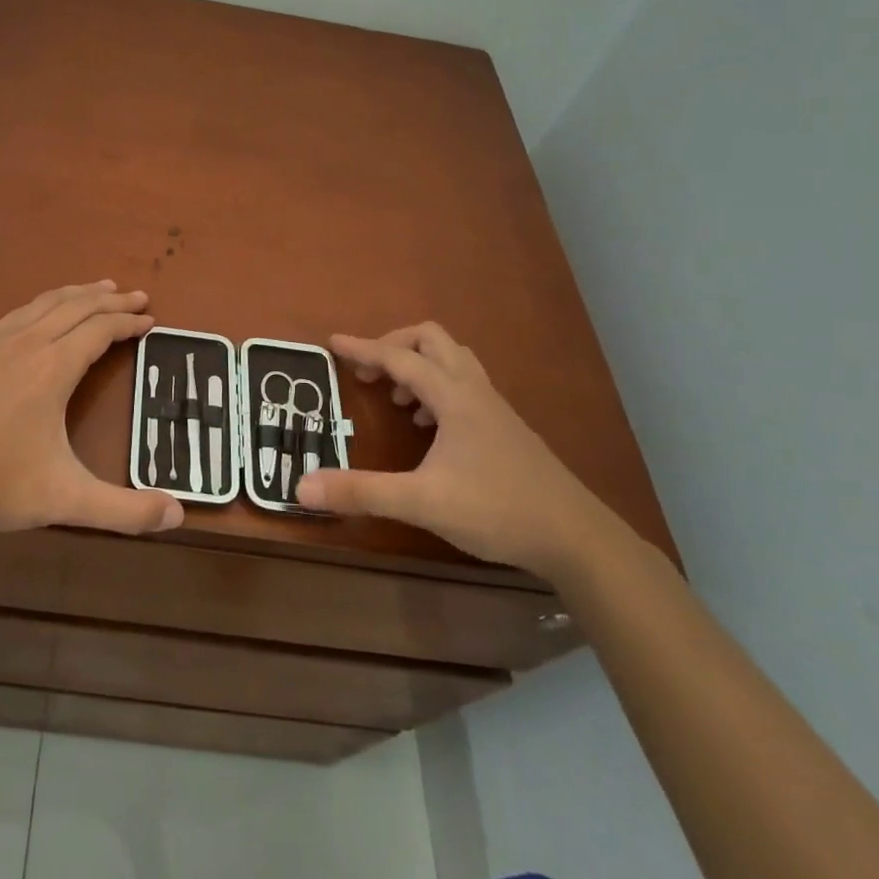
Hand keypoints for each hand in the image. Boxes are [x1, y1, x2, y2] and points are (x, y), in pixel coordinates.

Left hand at [0, 281, 184, 537]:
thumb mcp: (66, 499)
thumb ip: (124, 510)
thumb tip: (178, 515)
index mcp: (53, 368)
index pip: (100, 330)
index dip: (128, 322)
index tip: (150, 319)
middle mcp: (26, 344)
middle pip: (76, 307)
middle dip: (110, 299)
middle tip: (136, 295)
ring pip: (43, 304)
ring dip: (76, 294)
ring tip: (96, 289)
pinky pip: (15, 314)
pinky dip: (42, 305)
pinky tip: (39, 315)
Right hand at [293, 322, 611, 577]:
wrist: (576, 538)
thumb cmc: (497, 510)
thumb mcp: (422, 502)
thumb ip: (361, 491)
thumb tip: (302, 486)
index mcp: (454, 397)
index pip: (399, 358)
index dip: (362, 349)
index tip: (331, 343)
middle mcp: (475, 391)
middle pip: (432, 340)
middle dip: (394, 346)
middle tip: (369, 374)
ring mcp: (495, 408)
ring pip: (453, 360)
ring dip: (419, 366)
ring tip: (397, 400)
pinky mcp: (506, 428)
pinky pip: (465, 385)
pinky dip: (438, 389)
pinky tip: (430, 429)